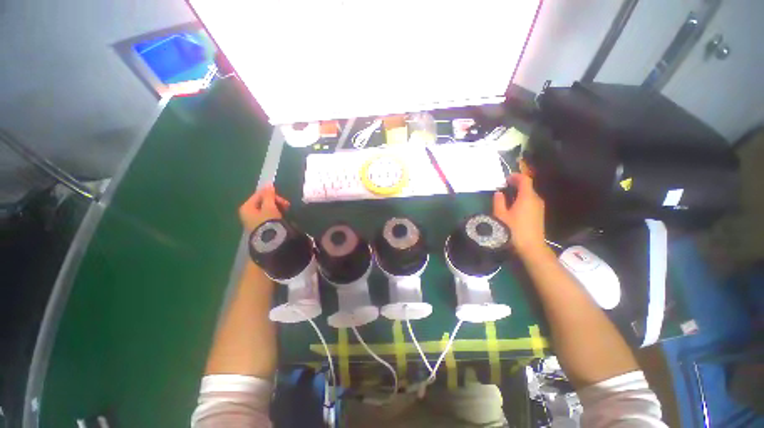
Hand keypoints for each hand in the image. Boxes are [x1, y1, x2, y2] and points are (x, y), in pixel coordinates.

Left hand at [239, 184, 290, 230]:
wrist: (270, 240)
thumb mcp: (269, 206)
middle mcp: (247, 213)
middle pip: (263, 201)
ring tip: (286, 212)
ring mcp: (253, 220)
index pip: (259, 194)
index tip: (283, 200)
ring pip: (266, 208)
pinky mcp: (260, 226)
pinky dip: (275, 214)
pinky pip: (267, 216)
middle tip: (287, 206)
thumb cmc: (268, 221)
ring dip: (277, 208)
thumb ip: (269, 195)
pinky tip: (282, 217)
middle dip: (276, 202)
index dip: (272, 195)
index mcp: (246, 207)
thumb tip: (268, 185)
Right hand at [493, 174, 545, 254]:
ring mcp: (539, 207)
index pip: (525, 180)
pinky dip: (523, 199)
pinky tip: (514, 206)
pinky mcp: (540, 214)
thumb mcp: (501, 215)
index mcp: (527, 197)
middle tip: (504, 187)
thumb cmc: (513, 230)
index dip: (516, 176)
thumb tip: (499, 193)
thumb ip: (498, 202)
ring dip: (519, 192)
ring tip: (507, 197)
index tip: (506, 179)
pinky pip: (531, 201)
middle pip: (528, 186)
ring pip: (530, 194)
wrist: (531, 247)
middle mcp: (536, 199)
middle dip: (516, 184)